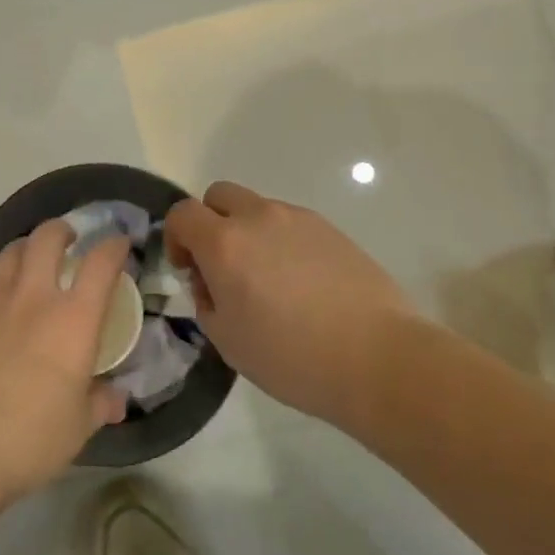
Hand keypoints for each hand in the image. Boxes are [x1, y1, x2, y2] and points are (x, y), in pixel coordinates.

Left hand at [0, 220, 130, 510]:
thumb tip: (116, 400)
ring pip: (11, 251)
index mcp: (72, 320)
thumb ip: (99, 405)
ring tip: (32, 261)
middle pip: (48, 238)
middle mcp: (33, 296)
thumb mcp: (76, 429)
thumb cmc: (27, 439)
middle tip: (69, 240)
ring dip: (28, 248)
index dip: (113, 247)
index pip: (100, 264)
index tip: (119, 245)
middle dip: (62, 230)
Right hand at [166, 181, 412, 434]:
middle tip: (223, 266)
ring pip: (258, 209)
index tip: (187, 269)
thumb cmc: (292, 358)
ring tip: (270, 281)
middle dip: (211, 223)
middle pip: (219, 196)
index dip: (176, 237)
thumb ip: (207, 301)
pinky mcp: (330, 229)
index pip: (182, 214)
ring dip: (249, 233)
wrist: (378, 358)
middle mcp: (258, 218)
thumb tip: (212, 282)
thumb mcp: (228, 341)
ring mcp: (298, 219)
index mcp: (225, 243)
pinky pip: (291, 224)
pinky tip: (302, 284)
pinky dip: (283, 242)